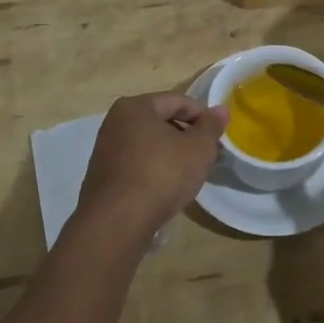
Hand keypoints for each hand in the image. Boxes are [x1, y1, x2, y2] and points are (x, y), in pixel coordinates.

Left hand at [75, 92, 227, 245]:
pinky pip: (136, 163)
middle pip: (161, 120)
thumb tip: (221, 110)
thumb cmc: (161, 175)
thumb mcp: (198, 148)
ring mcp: (105, 149)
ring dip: (170, 153)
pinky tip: (166, 188)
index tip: (217, 136)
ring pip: (148, 143)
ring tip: (189, 173)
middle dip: (186, 135)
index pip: (178, 100)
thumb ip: (211, 126)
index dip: (202, 115)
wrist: (117, 222)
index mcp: (136, 106)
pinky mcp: (103, 176)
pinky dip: (154, 169)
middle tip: (206, 155)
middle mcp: (115, 121)